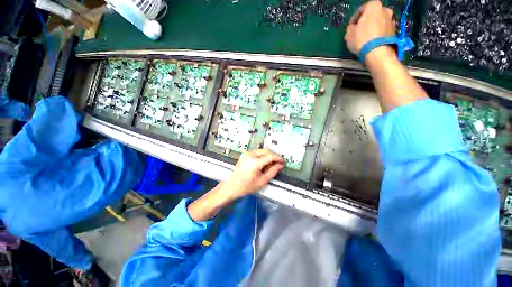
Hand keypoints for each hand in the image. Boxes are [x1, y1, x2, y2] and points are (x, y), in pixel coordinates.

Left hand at [223, 149, 283, 198]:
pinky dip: (262, 155)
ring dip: (268, 155)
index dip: (278, 158)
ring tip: (270, 164)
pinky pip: (256, 152)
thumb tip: (280, 165)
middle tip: (277, 163)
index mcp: (255, 162)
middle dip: (273, 156)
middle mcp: (250, 155)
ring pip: (262, 150)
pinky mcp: (245, 154)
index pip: (270, 156)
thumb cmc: (247, 186)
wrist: (233, 186)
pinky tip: (263, 162)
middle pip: (266, 151)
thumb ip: (273, 171)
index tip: (283, 161)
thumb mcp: (263, 181)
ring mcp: (247, 153)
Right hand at [345, 1, 394, 55]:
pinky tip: (372, 42)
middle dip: (366, 22)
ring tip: (365, 38)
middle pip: (372, 15)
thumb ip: (351, 28)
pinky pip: (383, 31)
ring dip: (373, 28)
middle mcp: (385, 9)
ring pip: (379, 23)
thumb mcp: (349, 34)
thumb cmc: (361, 39)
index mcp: (373, 6)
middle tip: (359, 31)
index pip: (361, 9)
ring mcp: (391, 20)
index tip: (351, 27)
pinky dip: (378, 34)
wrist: (377, 52)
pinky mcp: (394, 31)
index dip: (354, 19)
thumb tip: (353, 28)